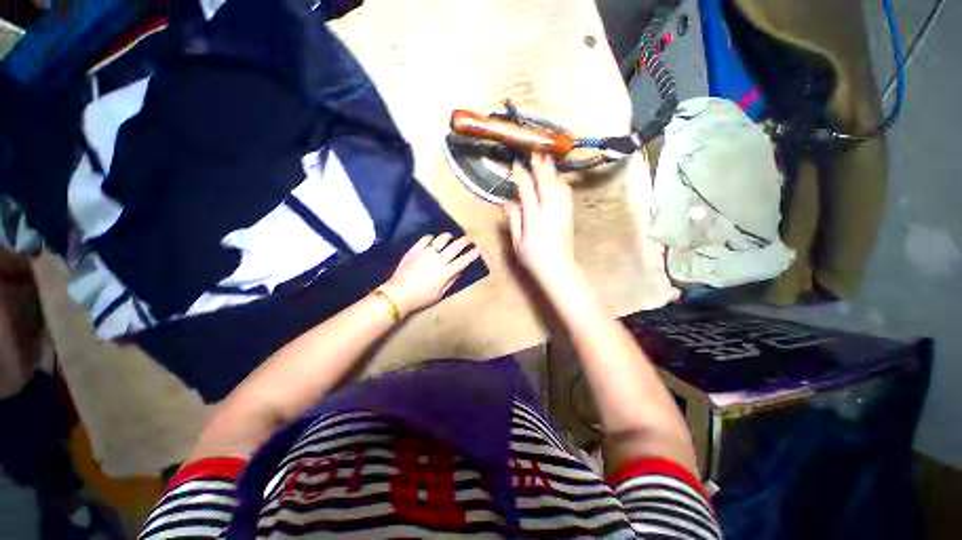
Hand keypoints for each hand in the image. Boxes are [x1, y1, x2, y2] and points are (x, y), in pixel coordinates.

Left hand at [380, 233, 480, 316]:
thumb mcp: (440, 294)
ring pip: (441, 239)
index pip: (463, 261)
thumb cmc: (421, 297)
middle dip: (465, 241)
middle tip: (469, 239)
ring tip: (451, 237)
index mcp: (445, 272)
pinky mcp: (415, 249)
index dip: (472, 254)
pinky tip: (433, 240)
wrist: (399, 294)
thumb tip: (461, 270)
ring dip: (449, 237)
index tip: (478, 250)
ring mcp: (426, 253)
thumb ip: (451, 280)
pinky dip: (431, 238)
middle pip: (455, 246)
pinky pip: (426, 238)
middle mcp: (438, 259)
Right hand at [506, 153, 578, 287]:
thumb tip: (507, 203)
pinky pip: (567, 194)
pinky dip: (561, 182)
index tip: (516, 164)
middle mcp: (550, 212)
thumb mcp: (518, 243)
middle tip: (534, 151)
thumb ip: (513, 221)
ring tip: (546, 159)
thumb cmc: (534, 259)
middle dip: (540, 165)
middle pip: (545, 183)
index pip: (527, 191)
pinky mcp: (569, 215)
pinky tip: (558, 179)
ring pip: (558, 185)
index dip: (521, 175)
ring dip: (552, 171)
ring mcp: (562, 212)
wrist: (558, 270)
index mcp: (534, 219)